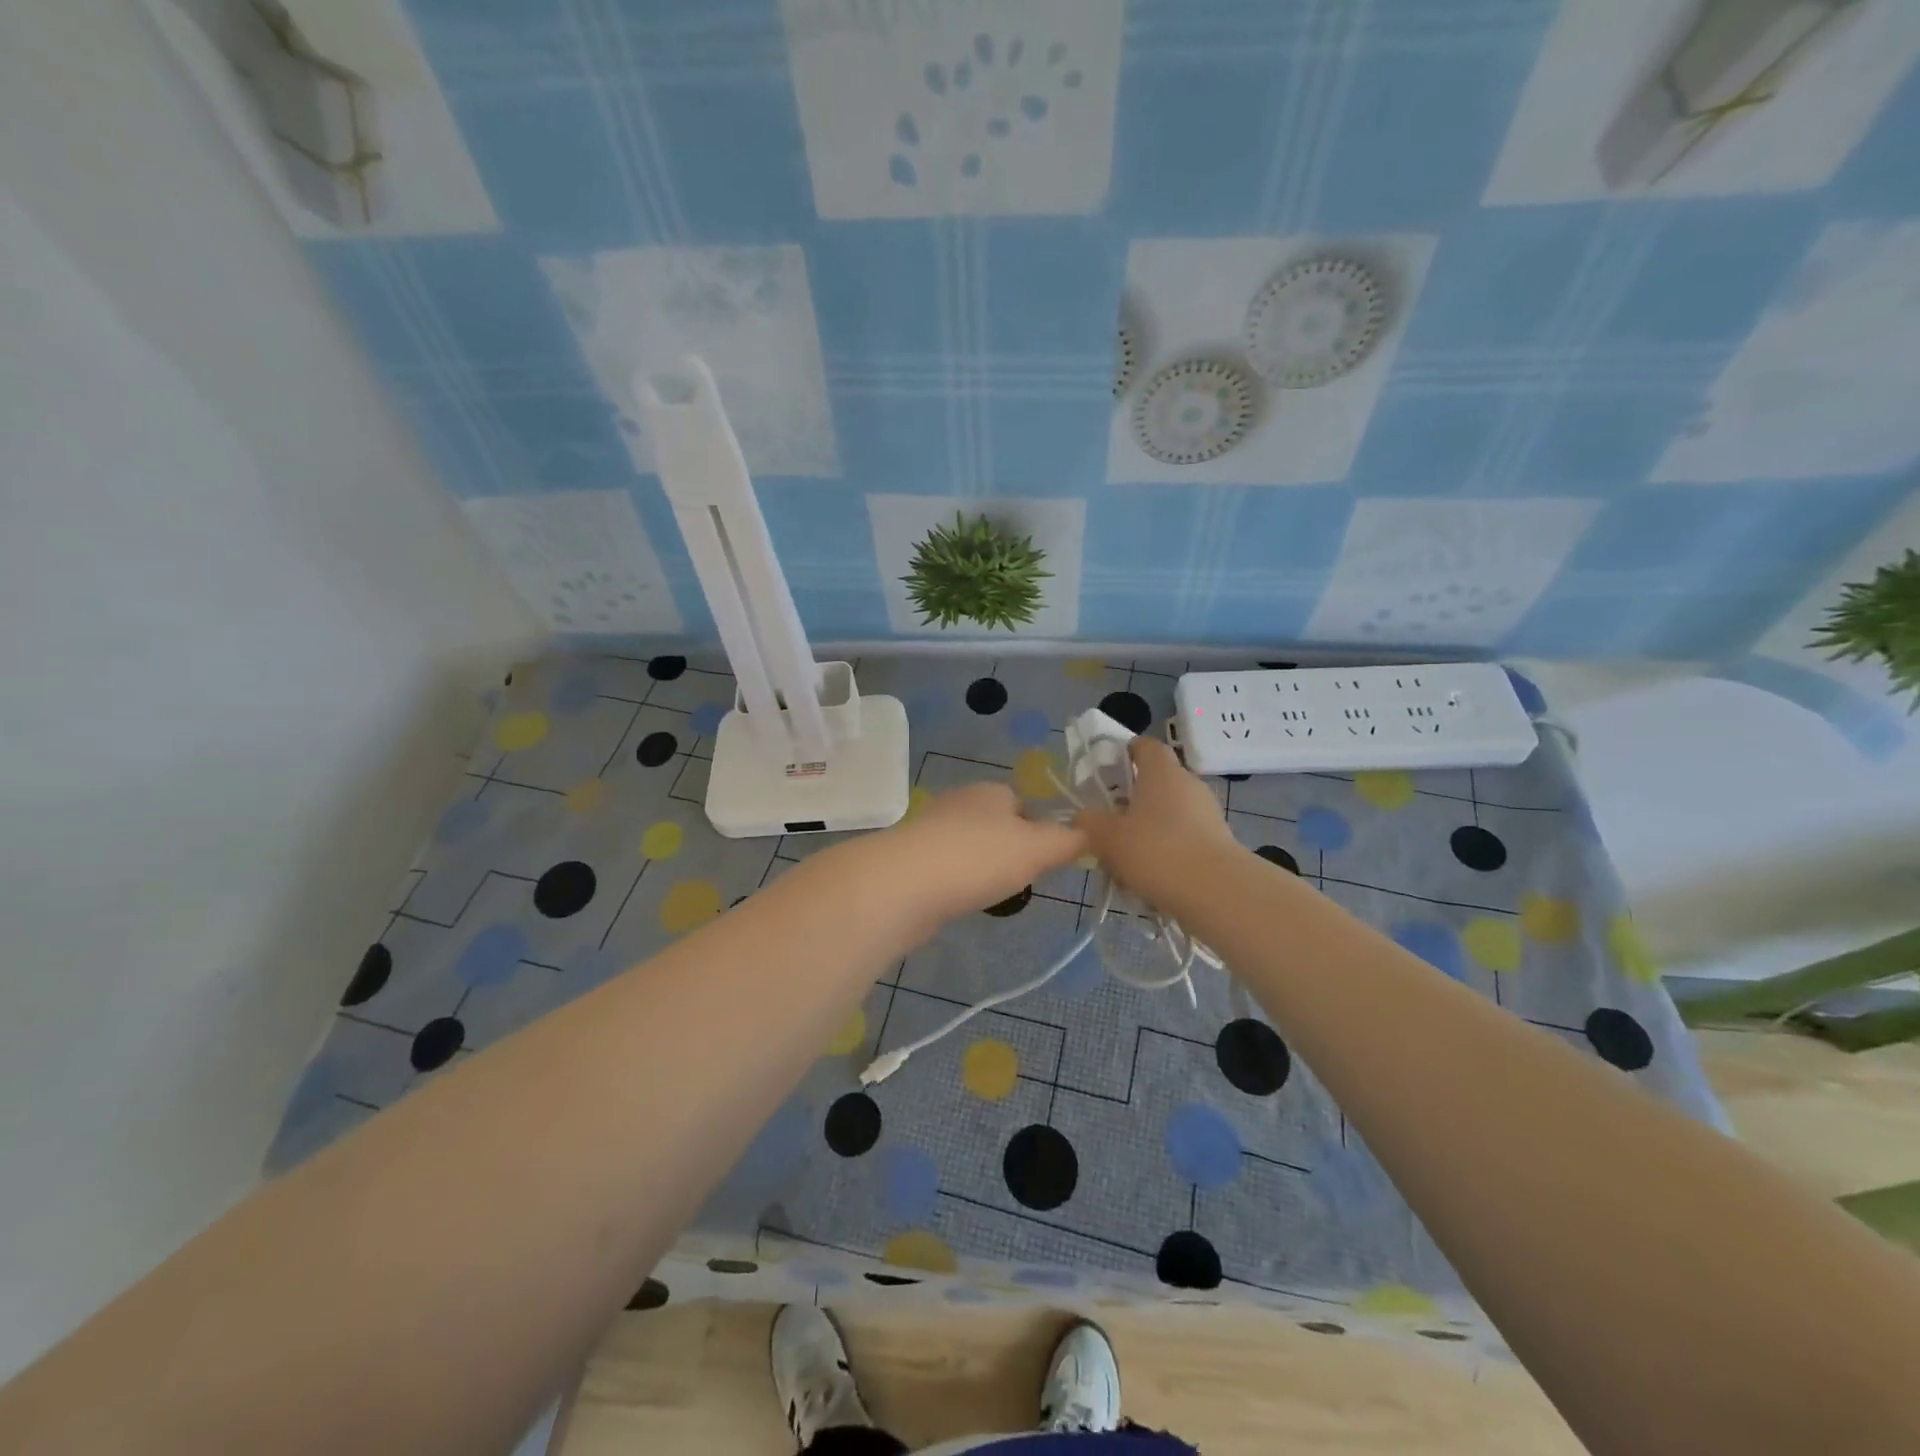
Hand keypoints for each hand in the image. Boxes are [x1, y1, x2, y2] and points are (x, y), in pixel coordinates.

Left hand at [877, 782, 1085, 924]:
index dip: (1040, 831)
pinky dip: (958, 883)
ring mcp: (931, 830)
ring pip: (970, 847)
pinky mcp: (911, 859)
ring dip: (982, 868)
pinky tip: (961, 901)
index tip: (1046, 861)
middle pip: (996, 825)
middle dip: (1010, 852)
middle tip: (1022, 881)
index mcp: (991, 791)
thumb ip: (1069, 840)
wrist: (904, 884)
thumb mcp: (1039, 848)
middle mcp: (960, 802)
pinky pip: (947, 868)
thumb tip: (1089, 833)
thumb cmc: (979, 858)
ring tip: (992, 895)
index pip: (1024, 804)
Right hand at [1075, 735, 1239, 906]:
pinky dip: (1165, 854)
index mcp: (1162, 771)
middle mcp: (1188, 784)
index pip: (1145, 745)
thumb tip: (1082, 819)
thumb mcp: (1107, 837)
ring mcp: (1207, 813)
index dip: (1125, 753)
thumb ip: (1088, 823)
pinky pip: (1182, 840)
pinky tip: (1148, 881)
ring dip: (1146, 832)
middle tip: (1107, 825)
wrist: (1217, 892)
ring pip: (1167, 815)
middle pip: (1154, 784)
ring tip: (1124, 863)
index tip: (1106, 772)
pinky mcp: (1218, 842)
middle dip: (1130, 803)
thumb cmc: (1156, 850)